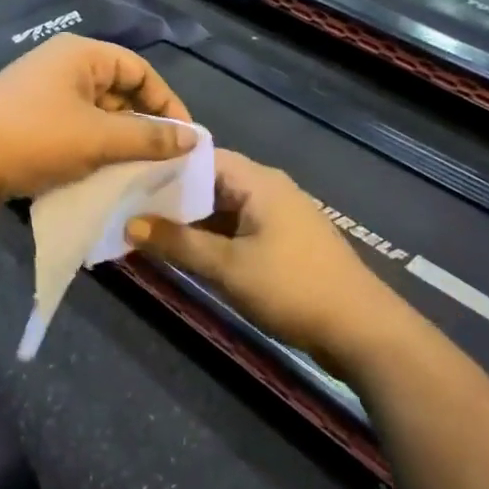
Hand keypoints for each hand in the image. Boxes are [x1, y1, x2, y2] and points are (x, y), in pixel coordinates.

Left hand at [0, 34, 194, 208]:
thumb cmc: (34, 140)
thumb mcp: (99, 139)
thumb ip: (149, 137)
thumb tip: (192, 139)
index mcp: (80, 55)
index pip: (140, 70)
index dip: (167, 103)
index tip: (186, 140)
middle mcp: (62, 68)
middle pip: (119, 92)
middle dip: (143, 126)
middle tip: (165, 162)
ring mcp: (42, 95)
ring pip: (96, 116)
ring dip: (118, 143)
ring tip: (140, 174)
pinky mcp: (28, 123)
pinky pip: (73, 132)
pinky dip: (92, 152)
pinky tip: (104, 178)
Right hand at [127, 150, 398, 369]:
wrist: (362, 330)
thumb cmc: (292, 288)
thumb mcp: (227, 267)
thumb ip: (177, 244)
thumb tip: (130, 225)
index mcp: (258, 181)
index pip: (200, 158)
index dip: (163, 168)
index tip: (126, 182)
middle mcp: (269, 190)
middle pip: (210, 183)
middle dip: (171, 198)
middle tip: (128, 211)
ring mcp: (279, 217)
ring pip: (223, 210)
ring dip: (190, 222)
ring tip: (148, 234)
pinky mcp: (285, 244)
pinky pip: (238, 230)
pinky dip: (212, 239)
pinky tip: (185, 255)